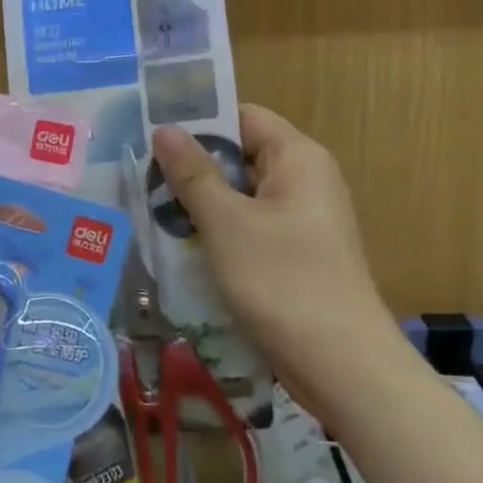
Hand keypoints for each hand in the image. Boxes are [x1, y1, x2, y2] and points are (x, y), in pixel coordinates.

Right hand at [151, 105, 394, 416]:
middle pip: (241, 156)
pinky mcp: (296, 255)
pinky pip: (250, 228)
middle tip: (140, 177)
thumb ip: (194, 174)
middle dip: (193, 167)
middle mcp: (305, 180)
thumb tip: (165, 129)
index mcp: (298, 158)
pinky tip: (182, 247)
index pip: (243, 117)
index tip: (151, 135)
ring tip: (150, 210)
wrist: (342, 366)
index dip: (199, 122)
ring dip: (201, 204)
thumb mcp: (228, 223)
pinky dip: (219, 232)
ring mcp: (302, 221)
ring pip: (241, 196)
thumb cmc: (283, 281)